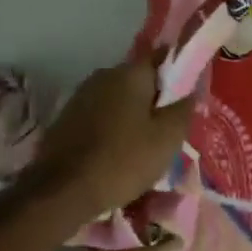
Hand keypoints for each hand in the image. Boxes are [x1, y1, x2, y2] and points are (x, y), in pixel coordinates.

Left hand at [23, 58, 193, 220]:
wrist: (60, 192)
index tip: (185, 98)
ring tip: (141, 146)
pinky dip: (111, 128)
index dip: (178, 73)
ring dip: (131, 115)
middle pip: (139, 80)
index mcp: (130, 72)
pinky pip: (99, 116)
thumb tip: (190, 89)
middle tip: (167, 130)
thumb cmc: (122, 160)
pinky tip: (115, 154)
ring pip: (118, 99)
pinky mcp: (65, 119)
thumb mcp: (167, 138)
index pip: (162, 57)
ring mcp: (80, 96)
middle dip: (154, 99)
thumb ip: (183, 108)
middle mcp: (103, 75)